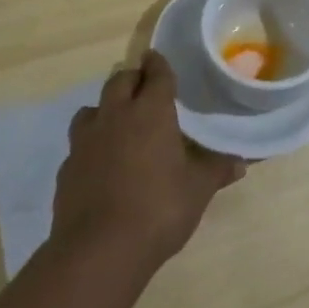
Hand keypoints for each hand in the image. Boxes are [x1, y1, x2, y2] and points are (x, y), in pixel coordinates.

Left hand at [50, 51, 245, 271]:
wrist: (99, 250)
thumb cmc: (159, 208)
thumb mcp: (198, 189)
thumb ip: (217, 170)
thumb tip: (241, 162)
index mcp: (150, 112)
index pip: (155, 74)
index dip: (159, 64)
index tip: (157, 57)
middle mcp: (115, 116)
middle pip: (119, 82)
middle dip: (133, 79)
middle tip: (144, 87)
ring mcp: (85, 142)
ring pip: (92, 109)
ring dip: (107, 108)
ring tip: (119, 122)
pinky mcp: (66, 169)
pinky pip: (79, 145)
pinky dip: (92, 145)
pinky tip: (102, 163)